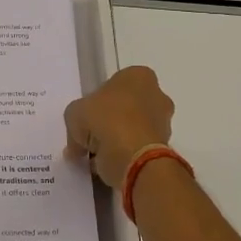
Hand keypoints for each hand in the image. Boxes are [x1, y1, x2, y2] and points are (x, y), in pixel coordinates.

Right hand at [63, 66, 174, 189]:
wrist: (134, 157)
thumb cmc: (106, 120)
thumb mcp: (75, 114)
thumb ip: (76, 123)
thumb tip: (78, 144)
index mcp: (138, 76)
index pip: (115, 84)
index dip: (98, 101)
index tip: (88, 117)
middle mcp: (157, 95)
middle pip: (127, 107)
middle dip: (110, 122)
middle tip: (90, 138)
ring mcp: (164, 122)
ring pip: (134, 129)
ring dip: (118, 141)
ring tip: (98, 156)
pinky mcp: (165, 148)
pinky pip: (139, 149)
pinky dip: (126, 157)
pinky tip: (110, 165)